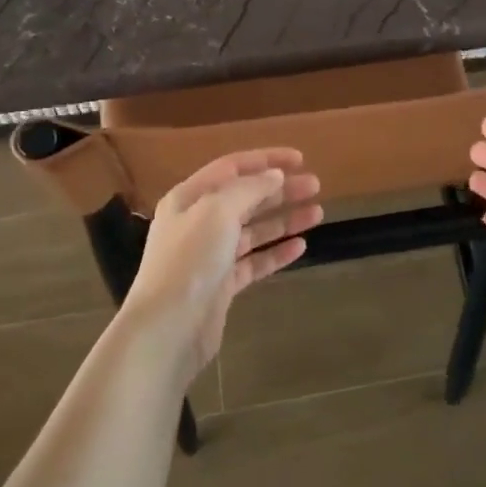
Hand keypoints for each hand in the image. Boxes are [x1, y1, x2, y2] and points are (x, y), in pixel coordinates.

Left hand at [121, 149, 322, 383]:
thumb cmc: (190, 260)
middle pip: (245, 198)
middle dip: (281, 190)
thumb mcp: (217, 212)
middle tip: (316, 186)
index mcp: (190, 197)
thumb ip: (248, 189)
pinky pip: (254, 262)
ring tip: (317, 213)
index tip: (300, 159)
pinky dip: (276, 252)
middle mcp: (198, 222)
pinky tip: (301, 246)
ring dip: (284, 219)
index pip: (232, 168)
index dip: (266, 160)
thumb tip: (274, 176)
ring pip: (253, 230)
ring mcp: (210, 255)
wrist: (168, 327)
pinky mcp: (222, 285)